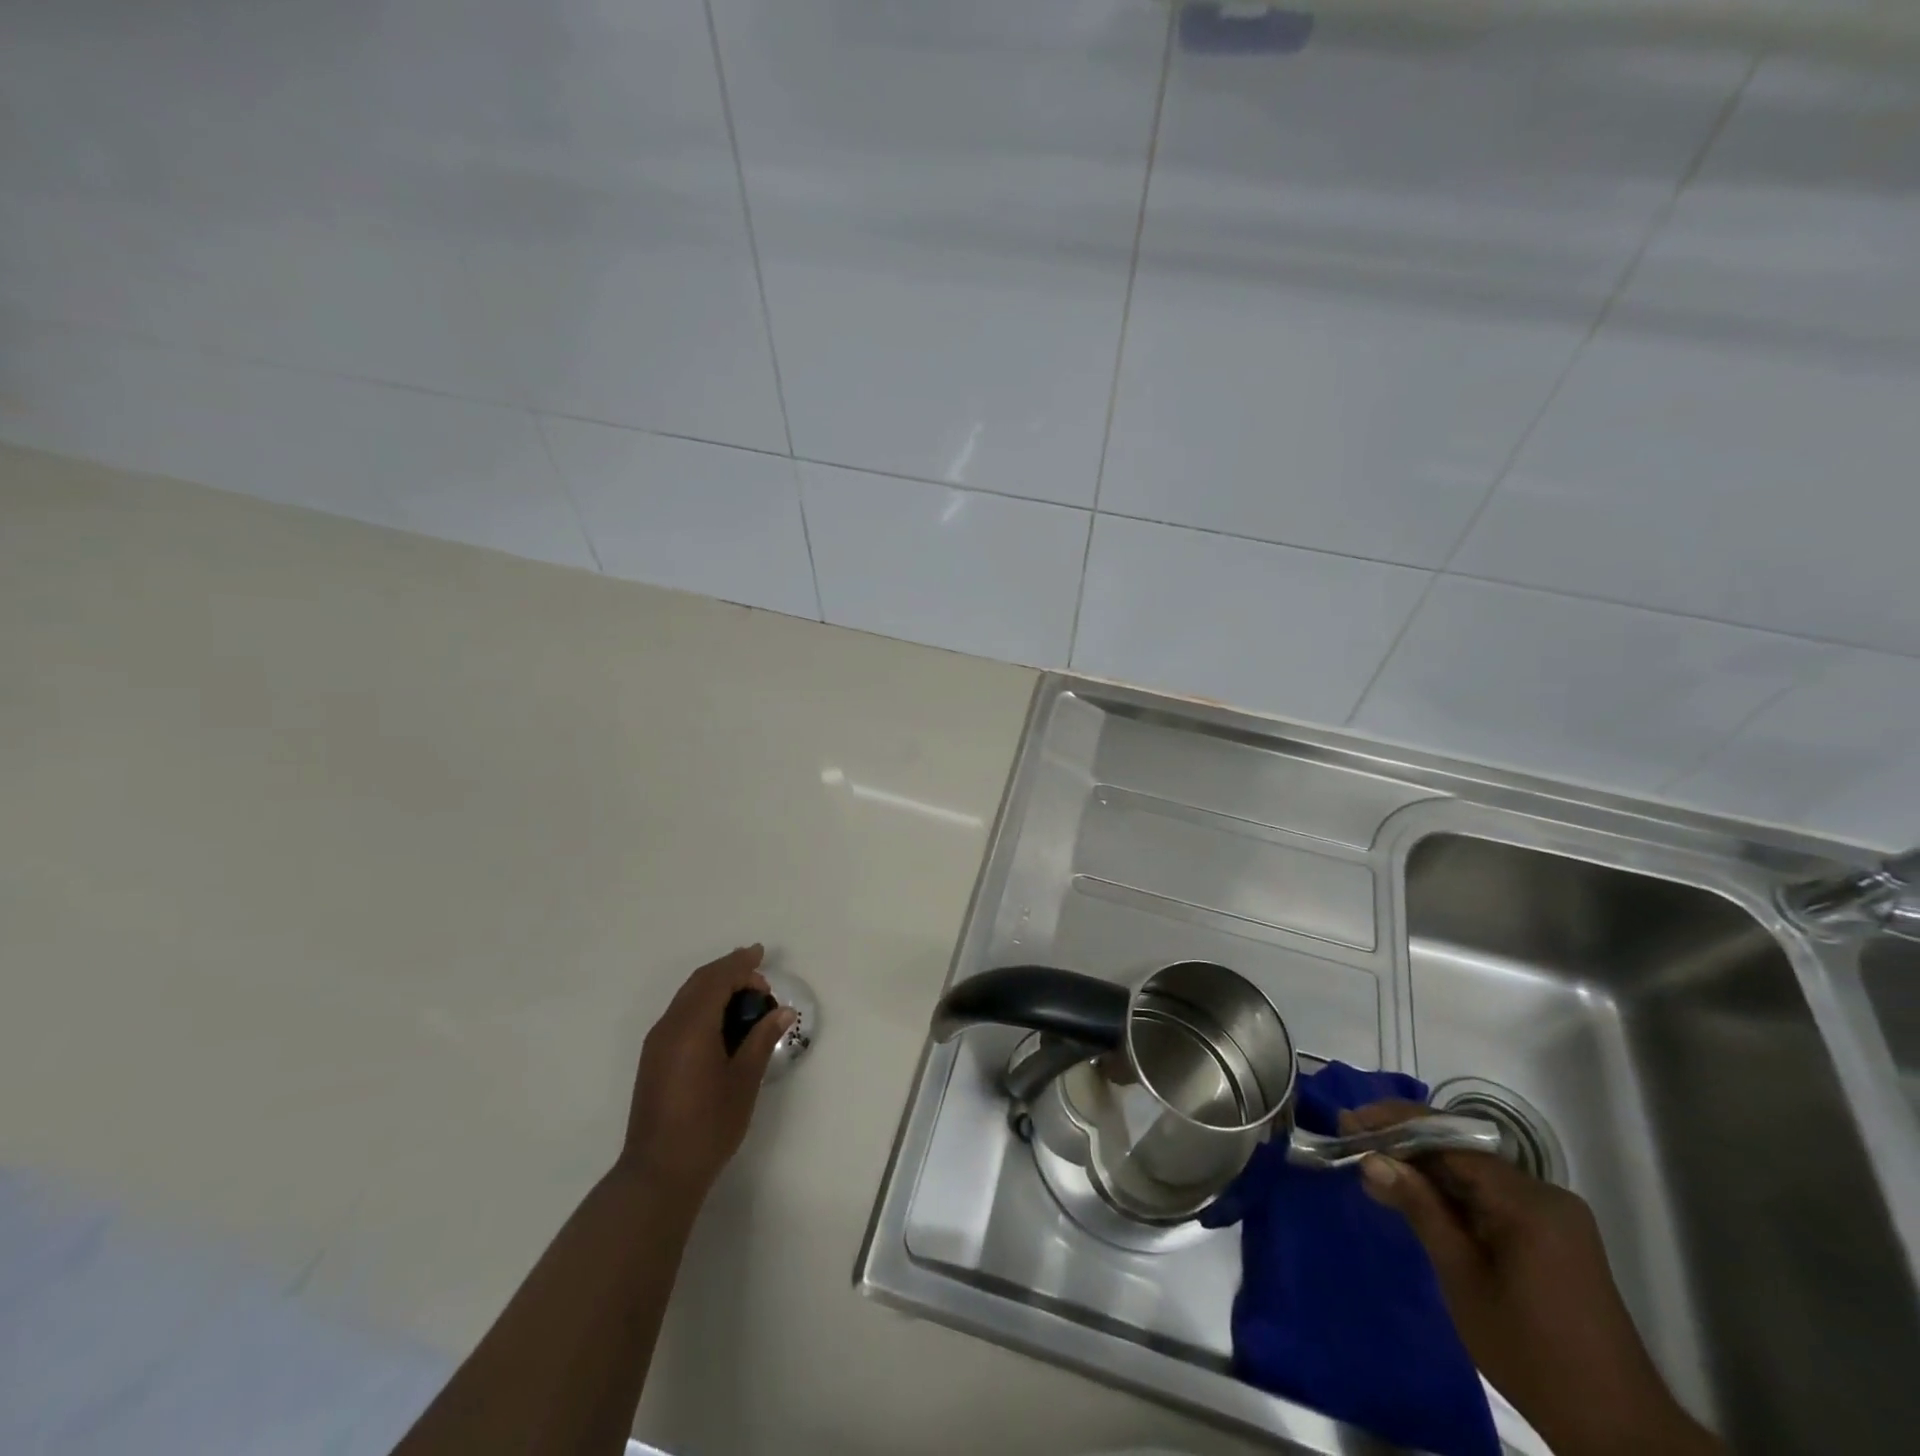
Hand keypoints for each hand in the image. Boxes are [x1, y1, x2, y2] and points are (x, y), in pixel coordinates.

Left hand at [618, 945, 795, 1202]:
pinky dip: (703, 1004)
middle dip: (728, 970)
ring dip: (715, 986)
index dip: (742, 965)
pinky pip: (680, 1014)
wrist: (658, 1172)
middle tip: (758, 971)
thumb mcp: (744, 1080)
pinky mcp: (653, 1059)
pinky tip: (721, 1020)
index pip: (717, 979)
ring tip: (745, 994)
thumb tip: (782, 1011)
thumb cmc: (708, 1125)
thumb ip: (762, 1039)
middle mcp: (669, 1026)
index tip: (764, 959)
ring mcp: (657, 1043)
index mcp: (692, 1026)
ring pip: (687, 996)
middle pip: (699, 982)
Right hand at [1346, 1100, 1722, 1455]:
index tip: (1348, 1122)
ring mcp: (1553, 1215)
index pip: (1449, 1139)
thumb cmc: (1530, 1351)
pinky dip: (1452, 1195)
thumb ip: (1419, 1209)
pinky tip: (1417, 1199)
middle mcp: (1545, 1194)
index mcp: (1528, 1200)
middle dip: (1405, 1145)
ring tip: (1374, 1171)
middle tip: (1353, 1144)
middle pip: (1462, 1152)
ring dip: (1426, 1171)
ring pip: (1475, 1174)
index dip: (1394, 1125)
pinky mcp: (1553, 1236)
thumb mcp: (1462, 1277)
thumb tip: (1372, 1159)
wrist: (1617, 1430)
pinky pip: (1492, 1197)